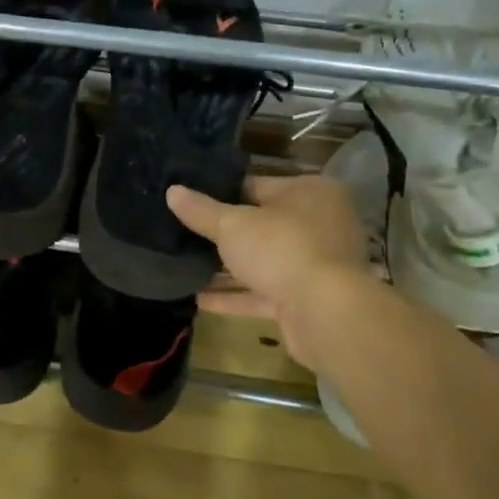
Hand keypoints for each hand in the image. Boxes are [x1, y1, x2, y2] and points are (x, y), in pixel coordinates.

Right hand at [167, 176, 371, 369]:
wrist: (325, 313)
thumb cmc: (282, 249)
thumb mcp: (233, 225)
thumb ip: (201, 211)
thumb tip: (172, 191)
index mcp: (309, 192)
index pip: (256, 185)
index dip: (221, 193)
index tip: (190, 201)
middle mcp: (318, 224)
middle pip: (261, 225)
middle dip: (224, 234)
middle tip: (182, 233)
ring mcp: (315, 264)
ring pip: (262, 262)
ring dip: (227, 268)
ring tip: (185, 266)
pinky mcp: (306, 300)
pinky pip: (264, 293)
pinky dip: (235, 296)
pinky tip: (199, 299)